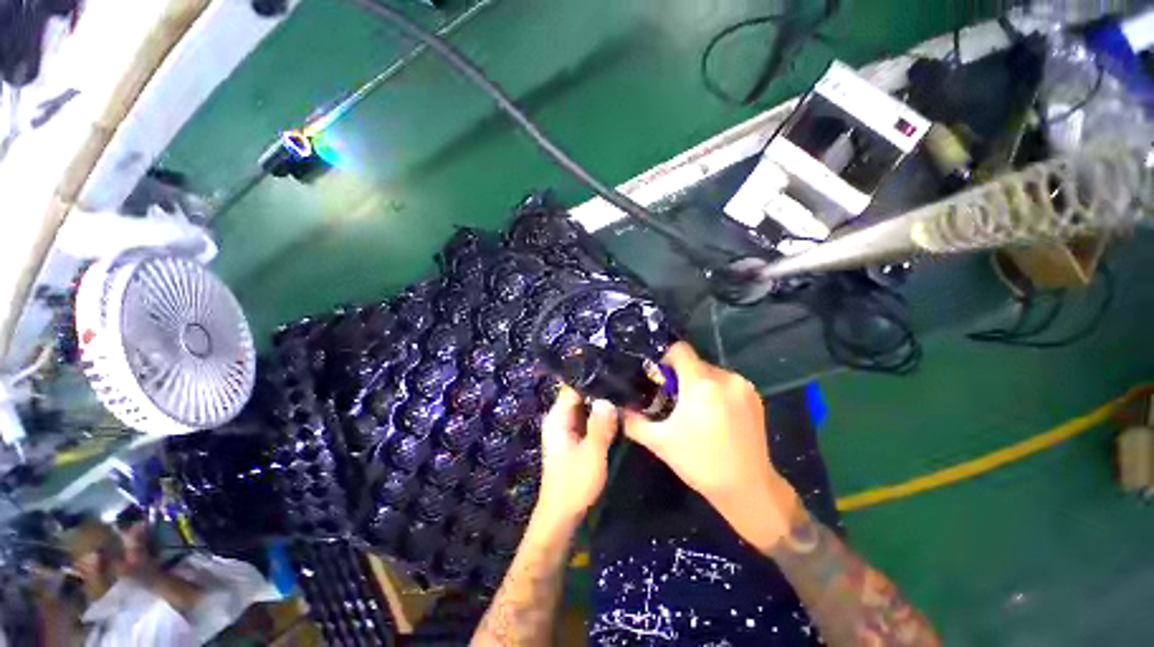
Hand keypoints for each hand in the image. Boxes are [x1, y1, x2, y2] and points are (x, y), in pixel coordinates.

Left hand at [535, 386, 618, 528]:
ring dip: (602, 400)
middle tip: (623, 377)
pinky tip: (618, 408)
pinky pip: (589, 417)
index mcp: (558, 417)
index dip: (590, 376)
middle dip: (599, 387)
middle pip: (580, 393)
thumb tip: (608, 398)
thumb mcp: (591, 454)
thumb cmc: (574, 484)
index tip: (611, 367)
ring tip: (624, 388)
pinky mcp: (576, 436)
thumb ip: (600, 425)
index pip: (572, 386)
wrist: (562, 514)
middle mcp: (561, 417)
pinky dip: (601, 413)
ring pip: (586, 405)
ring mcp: (568, 427)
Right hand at [622, 343, 800, 550]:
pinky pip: (726, 383)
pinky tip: (715, 417)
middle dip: (680, 377)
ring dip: (698, 384)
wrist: (748, 488)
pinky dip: (715, 392)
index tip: (659, 380)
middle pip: (694, 362)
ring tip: (696, 411)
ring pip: (710, 372)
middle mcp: (725, 378)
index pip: (680, 349)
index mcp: (702, 384)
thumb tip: (620, 408)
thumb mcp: (660, 442)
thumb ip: (634, 421)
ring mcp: (743, 386)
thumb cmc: (700, 463)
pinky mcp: (755, 397)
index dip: (665, 359)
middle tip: (673, 401)